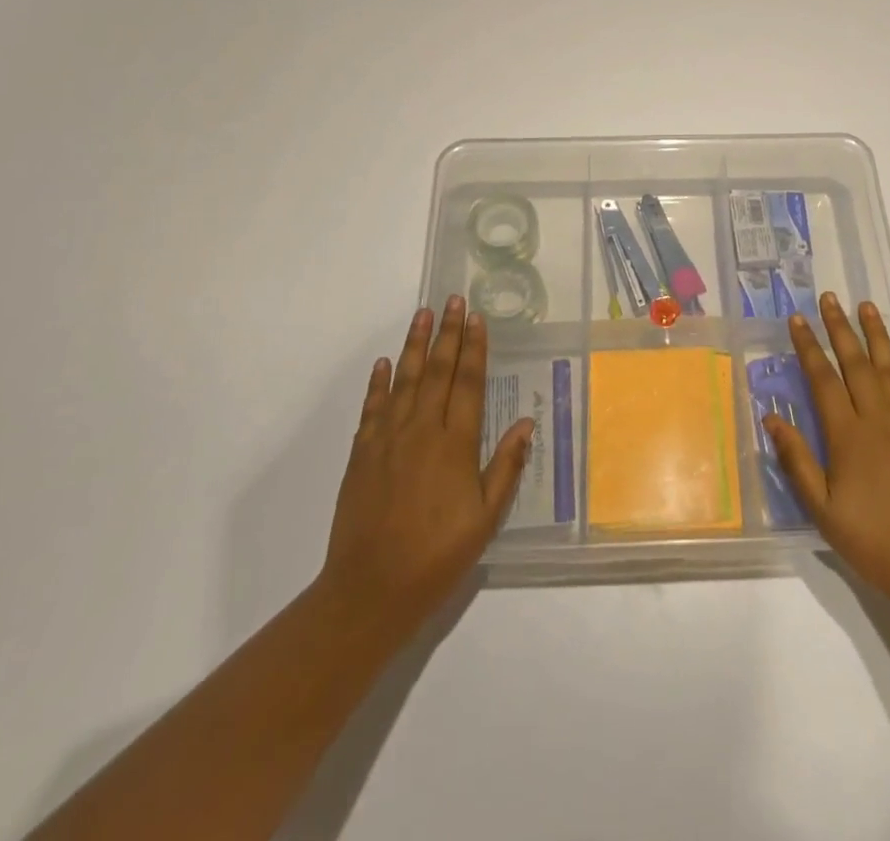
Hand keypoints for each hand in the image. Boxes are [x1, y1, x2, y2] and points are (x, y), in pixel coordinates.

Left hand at [314, 297, 533, 648]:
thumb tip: (526, 424)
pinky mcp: (362, 454)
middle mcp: (421, 431)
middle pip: (437, 371)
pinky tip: (384, 363)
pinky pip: (372, 408)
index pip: (468, 383)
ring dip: (414, 345)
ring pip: (404, 380)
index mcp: (455, 444)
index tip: (477, 318)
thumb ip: (505, 467)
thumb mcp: (485, 519)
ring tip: (422, 315)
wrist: (370, 590)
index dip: (474, 348)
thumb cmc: (437, 556)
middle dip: (447, 333)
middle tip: (452, 300)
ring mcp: (388, 440)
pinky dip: (378, 383)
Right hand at [764, 293, 889, 613]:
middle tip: (829, 298)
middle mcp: (879, 419)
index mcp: (848, 436)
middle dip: (840, 328)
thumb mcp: (824, 512)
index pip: (823, 379)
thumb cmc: (876, 543)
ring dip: (877, 335)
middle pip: (856, 364)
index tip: (797, 320)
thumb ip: (797, 462)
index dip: (809, 347)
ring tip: (867, 306)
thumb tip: (772, 418)